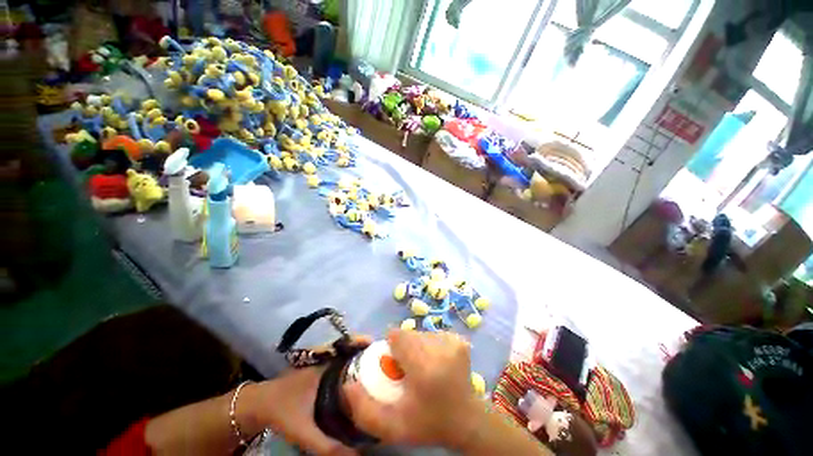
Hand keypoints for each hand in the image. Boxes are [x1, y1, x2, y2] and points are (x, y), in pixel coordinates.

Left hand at [240, 336, 371, 455]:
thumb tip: (359, 455)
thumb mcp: (303, 430)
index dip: (368, 345)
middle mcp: (329, 359)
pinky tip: (363, 386)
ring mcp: (326, 364)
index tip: (383, 351)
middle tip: (388, 367)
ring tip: (381, 374)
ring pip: (350, 358)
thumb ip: (328, 446)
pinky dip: (355, 371)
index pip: (352, 346)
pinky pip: (345, 368)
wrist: (259, 405)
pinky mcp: (324, 373)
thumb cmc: (282, 410)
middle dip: (371, 355)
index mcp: (327, 364)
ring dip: (364, 362)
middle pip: (355, 351)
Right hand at [343, 329, 482, 448]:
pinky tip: (435, 362)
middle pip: (409, 333)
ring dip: (416, 346)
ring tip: (421, 367)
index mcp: (425, 368)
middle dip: (403, 347)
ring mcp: (453, 341)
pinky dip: (429, 345)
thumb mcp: (391, 426)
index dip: (391, 347)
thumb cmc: (428, 423)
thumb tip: (348, 382)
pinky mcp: (459, 339)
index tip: (393, 363)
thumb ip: (364, 409)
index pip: (398, 335)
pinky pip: (433, 334)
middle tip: (407, 368)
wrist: (466, 421)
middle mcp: (441, 348)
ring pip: (420, 333)